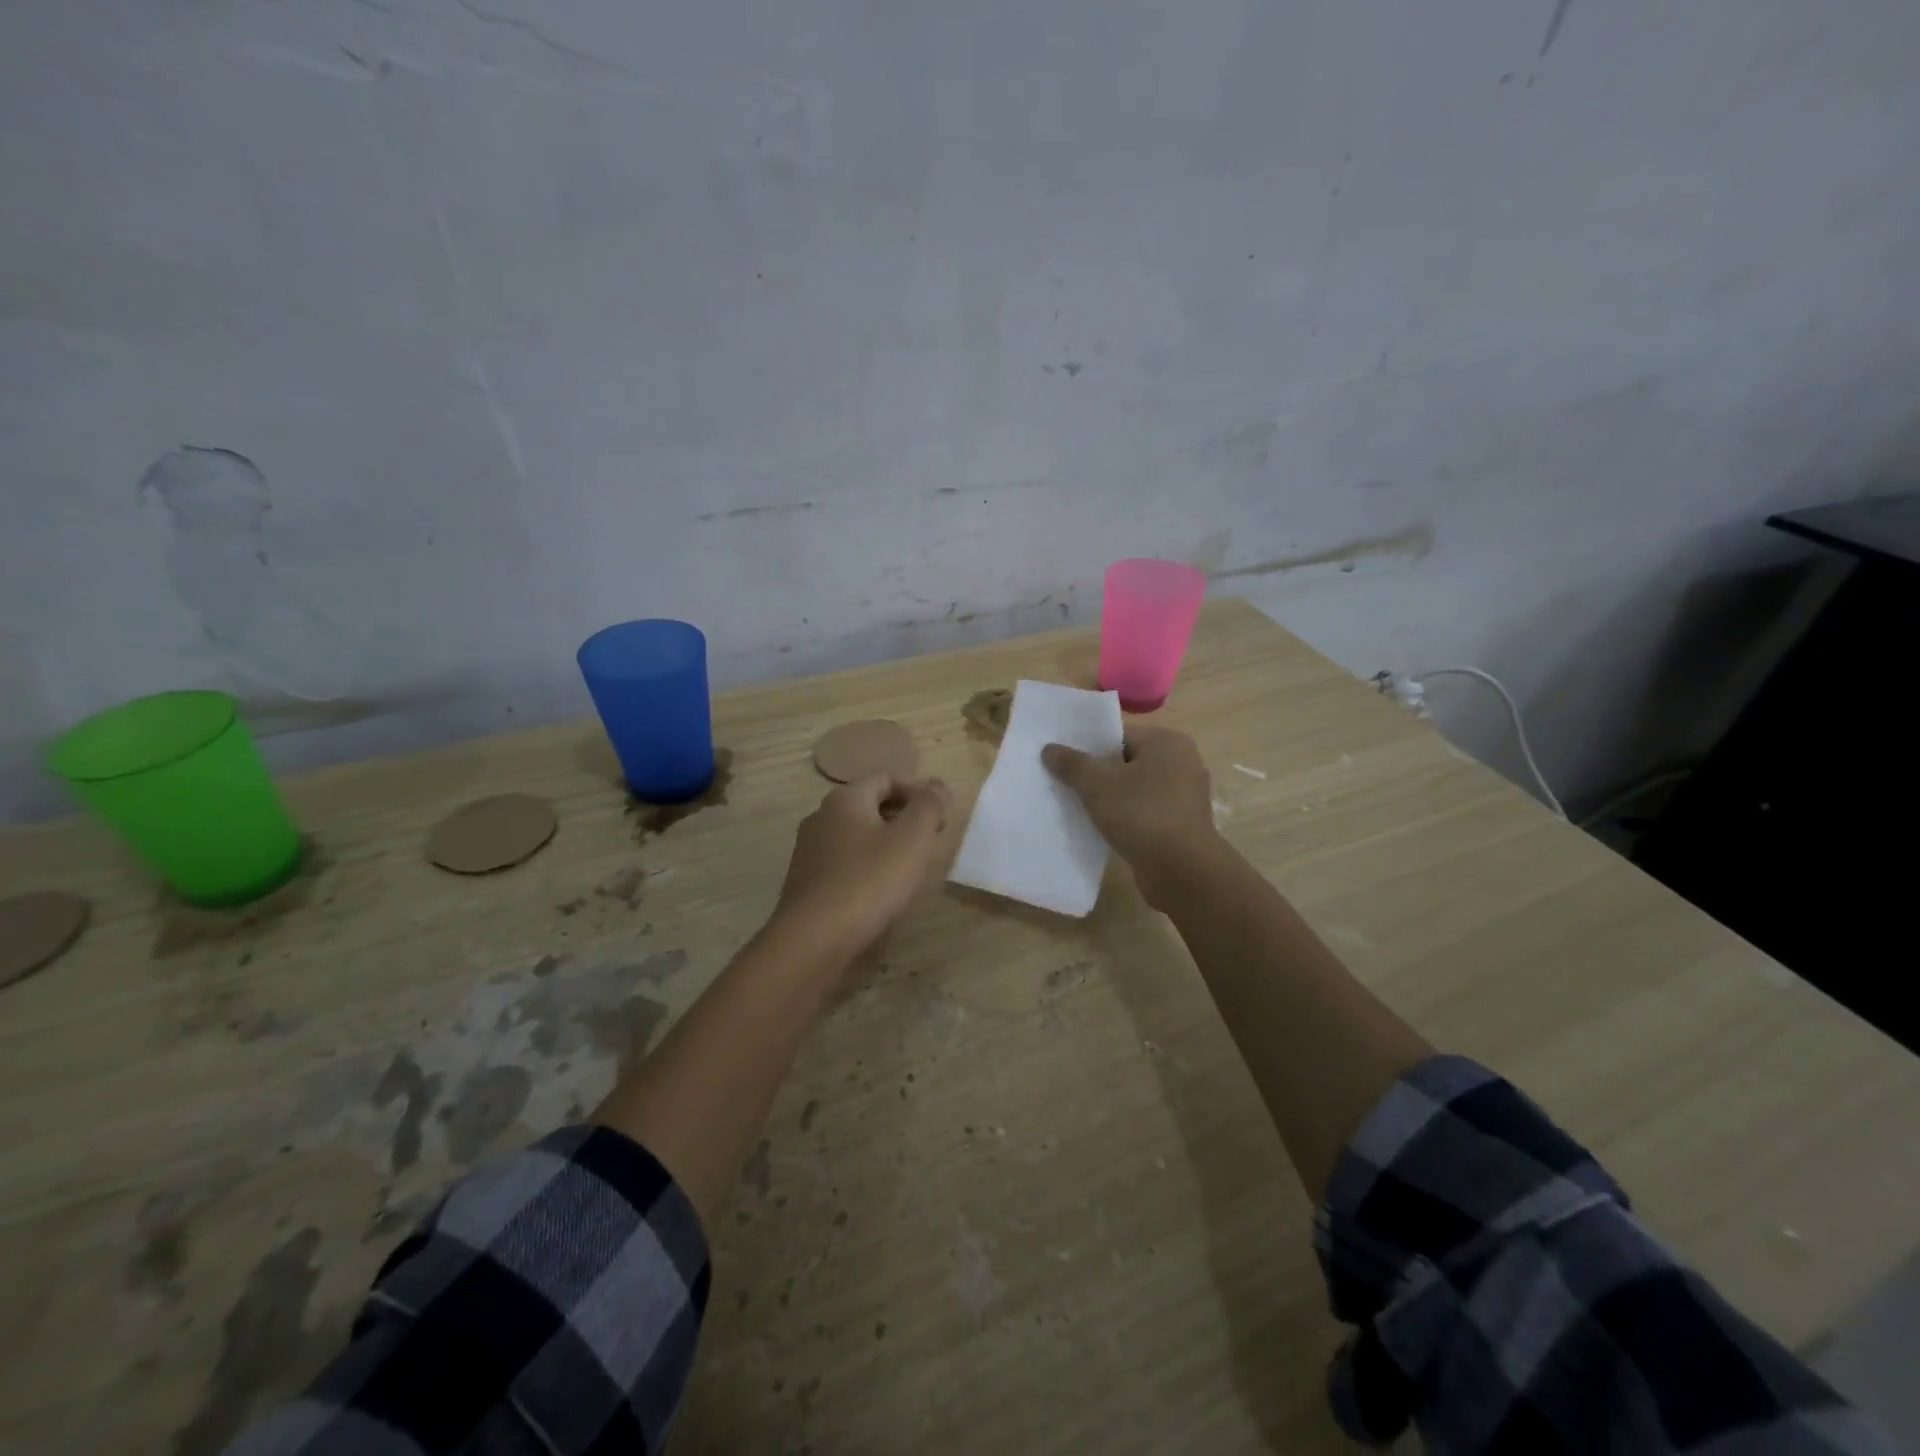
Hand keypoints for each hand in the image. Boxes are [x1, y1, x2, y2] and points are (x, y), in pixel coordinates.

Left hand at [771, 775, 951, 957]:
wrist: (814, 938)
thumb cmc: (870, 880)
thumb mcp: (912, 838)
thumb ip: (929, 805)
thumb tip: (938, 784)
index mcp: (845, 798)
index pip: (887, 778)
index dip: (919, 790)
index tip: (942, 813)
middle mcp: (821, 816)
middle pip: (871, 805)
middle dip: (904, 817)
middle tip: (931, 839)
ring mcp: (809, 850)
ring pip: (857, 835)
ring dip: (886, 842)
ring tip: (911, 866)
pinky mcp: (806, 882)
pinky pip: (844, 862)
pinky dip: (867, 865)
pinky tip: (881, 890)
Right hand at [1041, 725, 1222, 910]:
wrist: (1182, 870)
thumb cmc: (1141, 814)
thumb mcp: (1097, 784)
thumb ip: (1072, 764)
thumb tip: (1049, 749)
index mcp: (1167, 742)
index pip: (1119, 735)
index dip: (1089, 747)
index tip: (1064, 762)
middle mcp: (1183, 762)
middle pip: (1128, 761)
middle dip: (1099, 774)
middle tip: (1067, 784)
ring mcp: (1186, 796)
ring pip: (1137, 789)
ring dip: (1112, 798)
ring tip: (1081, 808)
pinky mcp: (1183, 825)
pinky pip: (1147, 812)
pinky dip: (1128, 818)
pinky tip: (1105, 829)